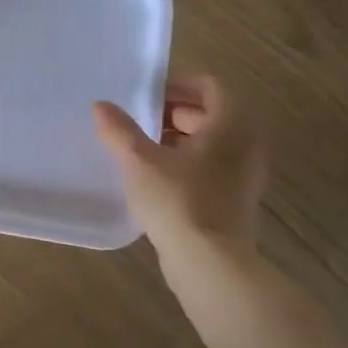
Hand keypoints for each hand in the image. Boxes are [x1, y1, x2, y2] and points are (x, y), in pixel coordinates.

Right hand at [92, 75, 266, 256]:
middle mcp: (245, 145)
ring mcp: (244, 175)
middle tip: (139, 119)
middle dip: (174, 111)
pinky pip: (212, 167)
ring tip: (142, 148)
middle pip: (212, 114)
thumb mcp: (140, 161)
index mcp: (231, 125)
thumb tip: (101, 106)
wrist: (210, 264)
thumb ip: (119, 131)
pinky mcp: (236, 200)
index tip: (147, 93)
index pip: (211, 87)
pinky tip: (155, 177)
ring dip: (179, 138)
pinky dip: (187, 162)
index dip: (179, 84)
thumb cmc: (178, 201)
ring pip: (212, 143)